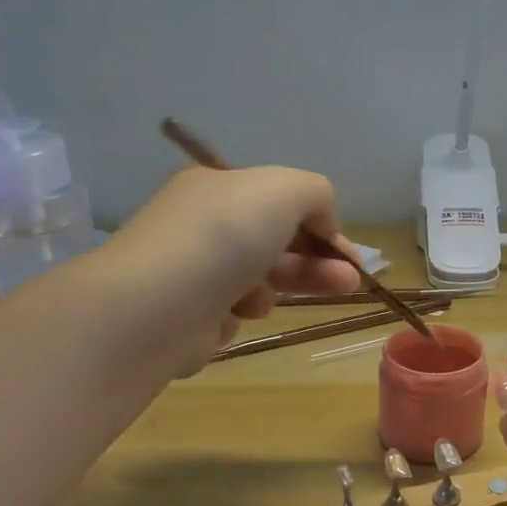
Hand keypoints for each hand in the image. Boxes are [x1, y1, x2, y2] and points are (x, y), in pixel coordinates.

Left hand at [108, 165, 362, 370]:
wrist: (155, 307)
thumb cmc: (224, 237)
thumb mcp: (283, 190)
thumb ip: (316, 193)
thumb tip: (324, 222)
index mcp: (216, 188)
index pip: (279, 202)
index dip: (321, 226)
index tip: (351, 256)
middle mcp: (201, 225)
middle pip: (274, 243)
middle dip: (315, 263)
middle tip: (350, 284)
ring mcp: (191, 271)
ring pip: (256, 281)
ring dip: (273, 289)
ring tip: (265, 300)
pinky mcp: (187, 315)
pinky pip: (230, 313)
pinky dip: (237, 315)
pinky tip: (229, 317)